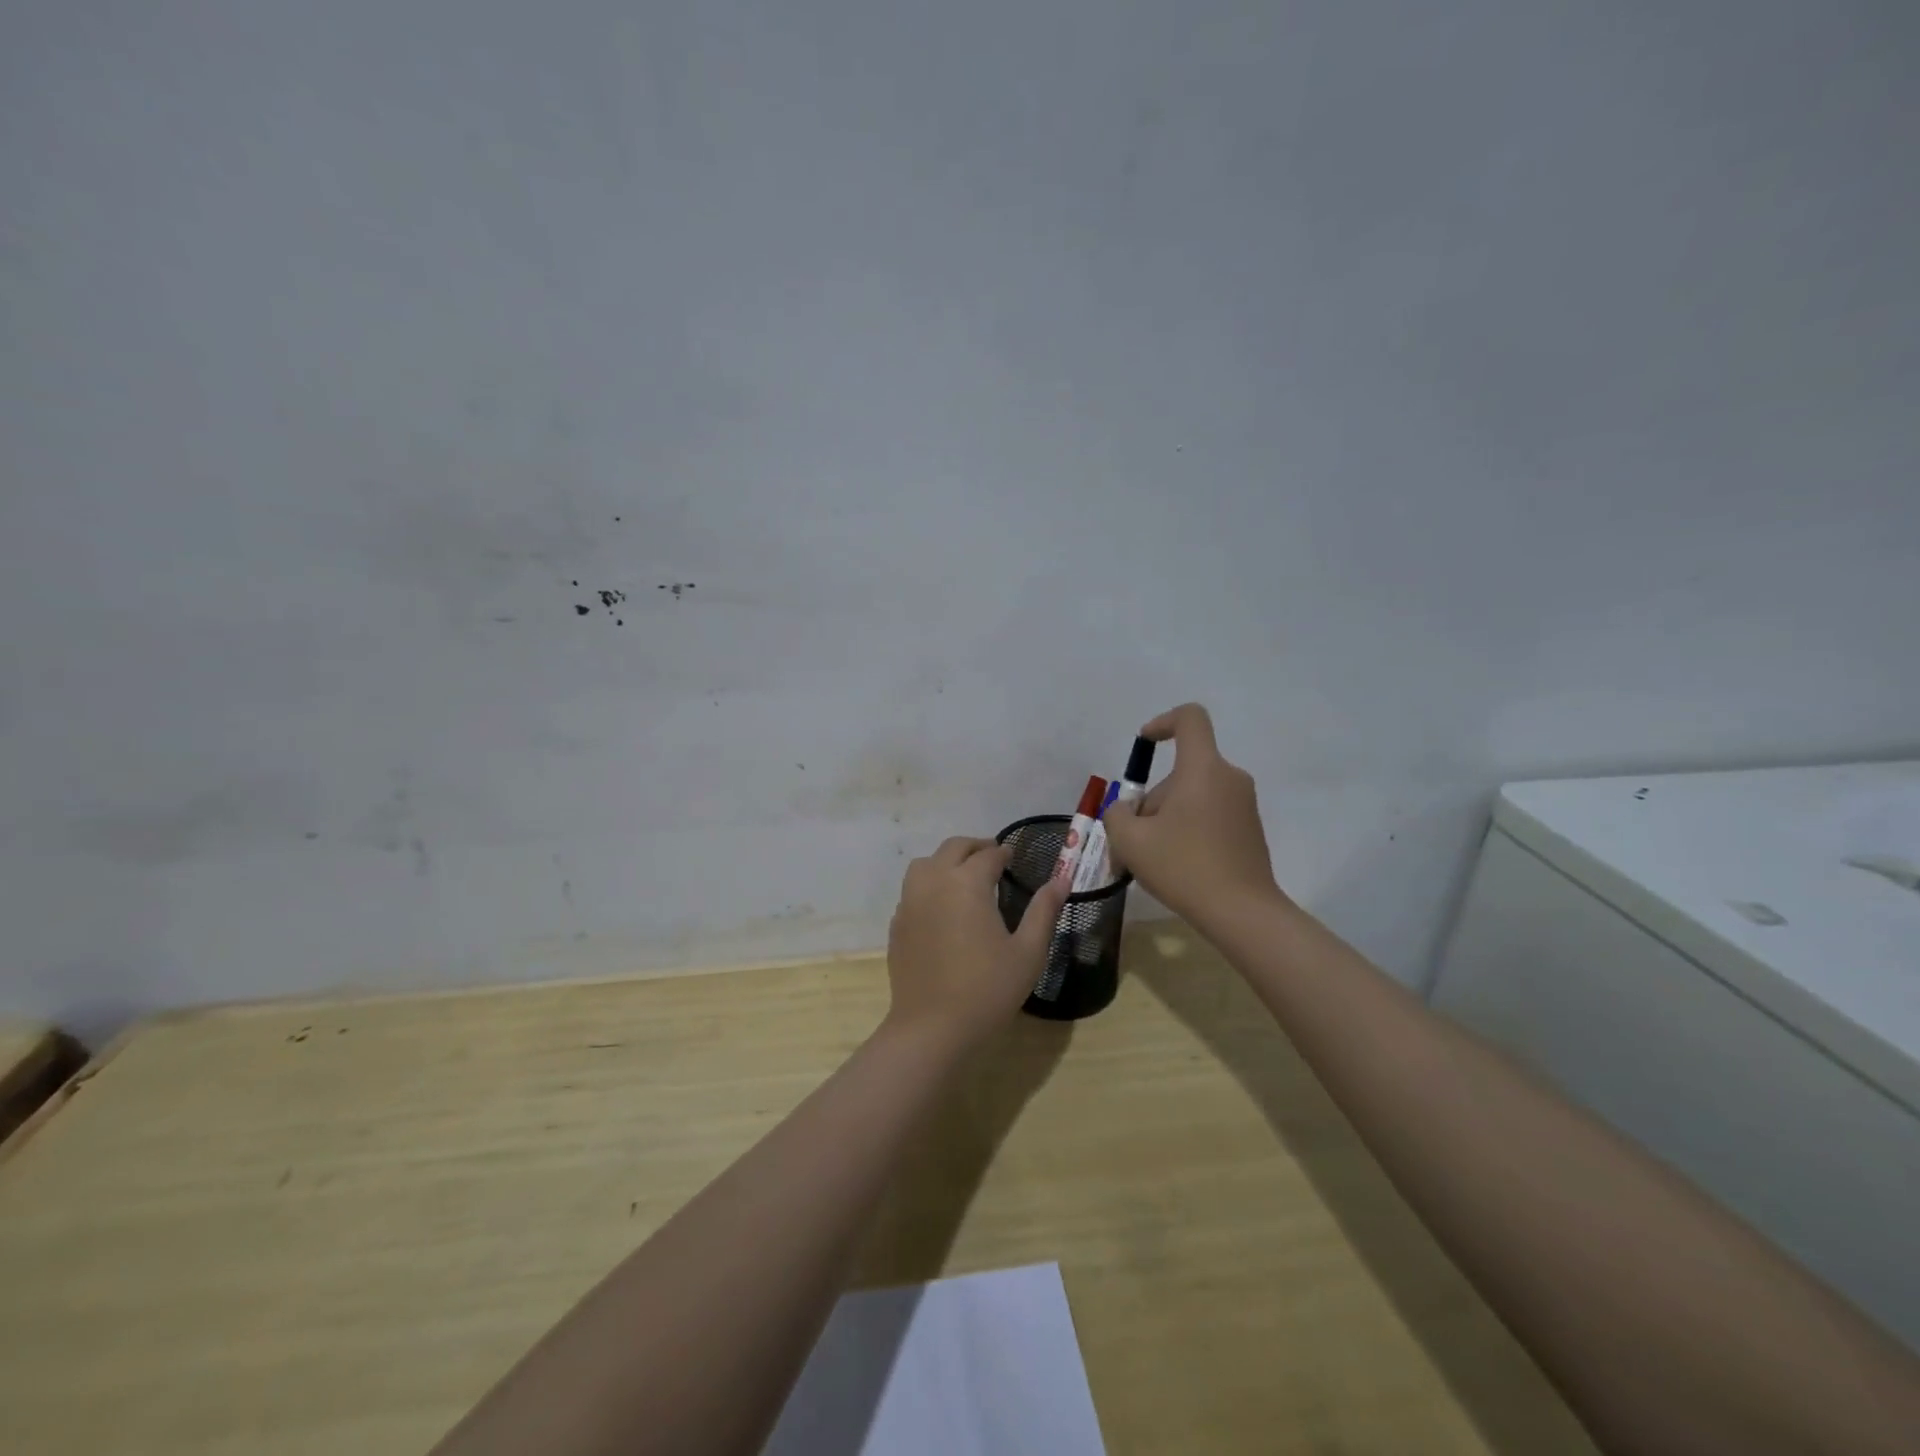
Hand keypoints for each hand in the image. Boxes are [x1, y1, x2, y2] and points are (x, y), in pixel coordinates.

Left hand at [885, 836, 1068, 1046]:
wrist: (931, 1028)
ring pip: (926, 863)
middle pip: (953, 848)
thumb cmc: (987, 989)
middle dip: (975, 848)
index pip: (988, 855)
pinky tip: (942, 906)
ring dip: (947, 861)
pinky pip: (913, 889)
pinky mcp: (897, 923)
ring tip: (965, 876)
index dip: (1004, 853)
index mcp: (967, 883)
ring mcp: (910, 901)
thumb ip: (1044, 911)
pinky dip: (929, 885)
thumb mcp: (1028, 952)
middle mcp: (934, 882)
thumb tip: (1061, 879)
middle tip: (993, 858)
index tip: (1014, 858)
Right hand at [1103, 703, 1280, 926]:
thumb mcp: (1130, 840)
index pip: (1190, 718)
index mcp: (1202, 768)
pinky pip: (1211, 814)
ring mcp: (1244, 804)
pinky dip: (1189, 829)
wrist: (1242, 912)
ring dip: (1168, 816)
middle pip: (1183, 770)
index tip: (1145, 744)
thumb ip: (1117, 814)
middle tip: (1134, 838)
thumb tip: (1128, 810)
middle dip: (1154, 797)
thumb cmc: (1183, 867)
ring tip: (1152, 858)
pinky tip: (1178, 866)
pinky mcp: (1250, 829)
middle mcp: (1229, 777)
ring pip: (1195, 794)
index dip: (1163, 721)